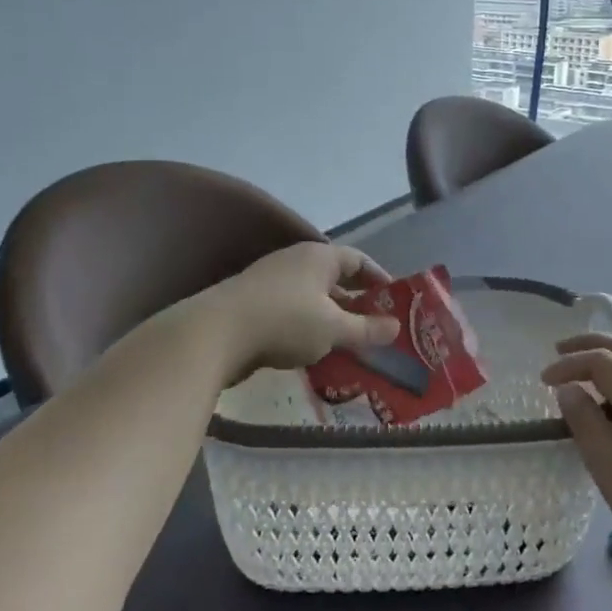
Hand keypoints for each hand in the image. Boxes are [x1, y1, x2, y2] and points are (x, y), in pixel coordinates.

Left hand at [206, 242, 399, 378]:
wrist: (215, 334)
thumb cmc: (285, 321)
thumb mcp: (334, 329)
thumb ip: (366, 329)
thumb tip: (396, 327)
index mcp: (319, 256)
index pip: (358, 260)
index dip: (379, 279)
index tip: (394, 301)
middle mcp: (296, 261)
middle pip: (334, 279)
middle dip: (356, 304)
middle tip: (375, 328)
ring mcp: (271, 282)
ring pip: (312, 299)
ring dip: (331, 320)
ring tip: (349, 346)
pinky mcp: (253, 305)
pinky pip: (291, 313)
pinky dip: (308, 329)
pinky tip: (314, 353)